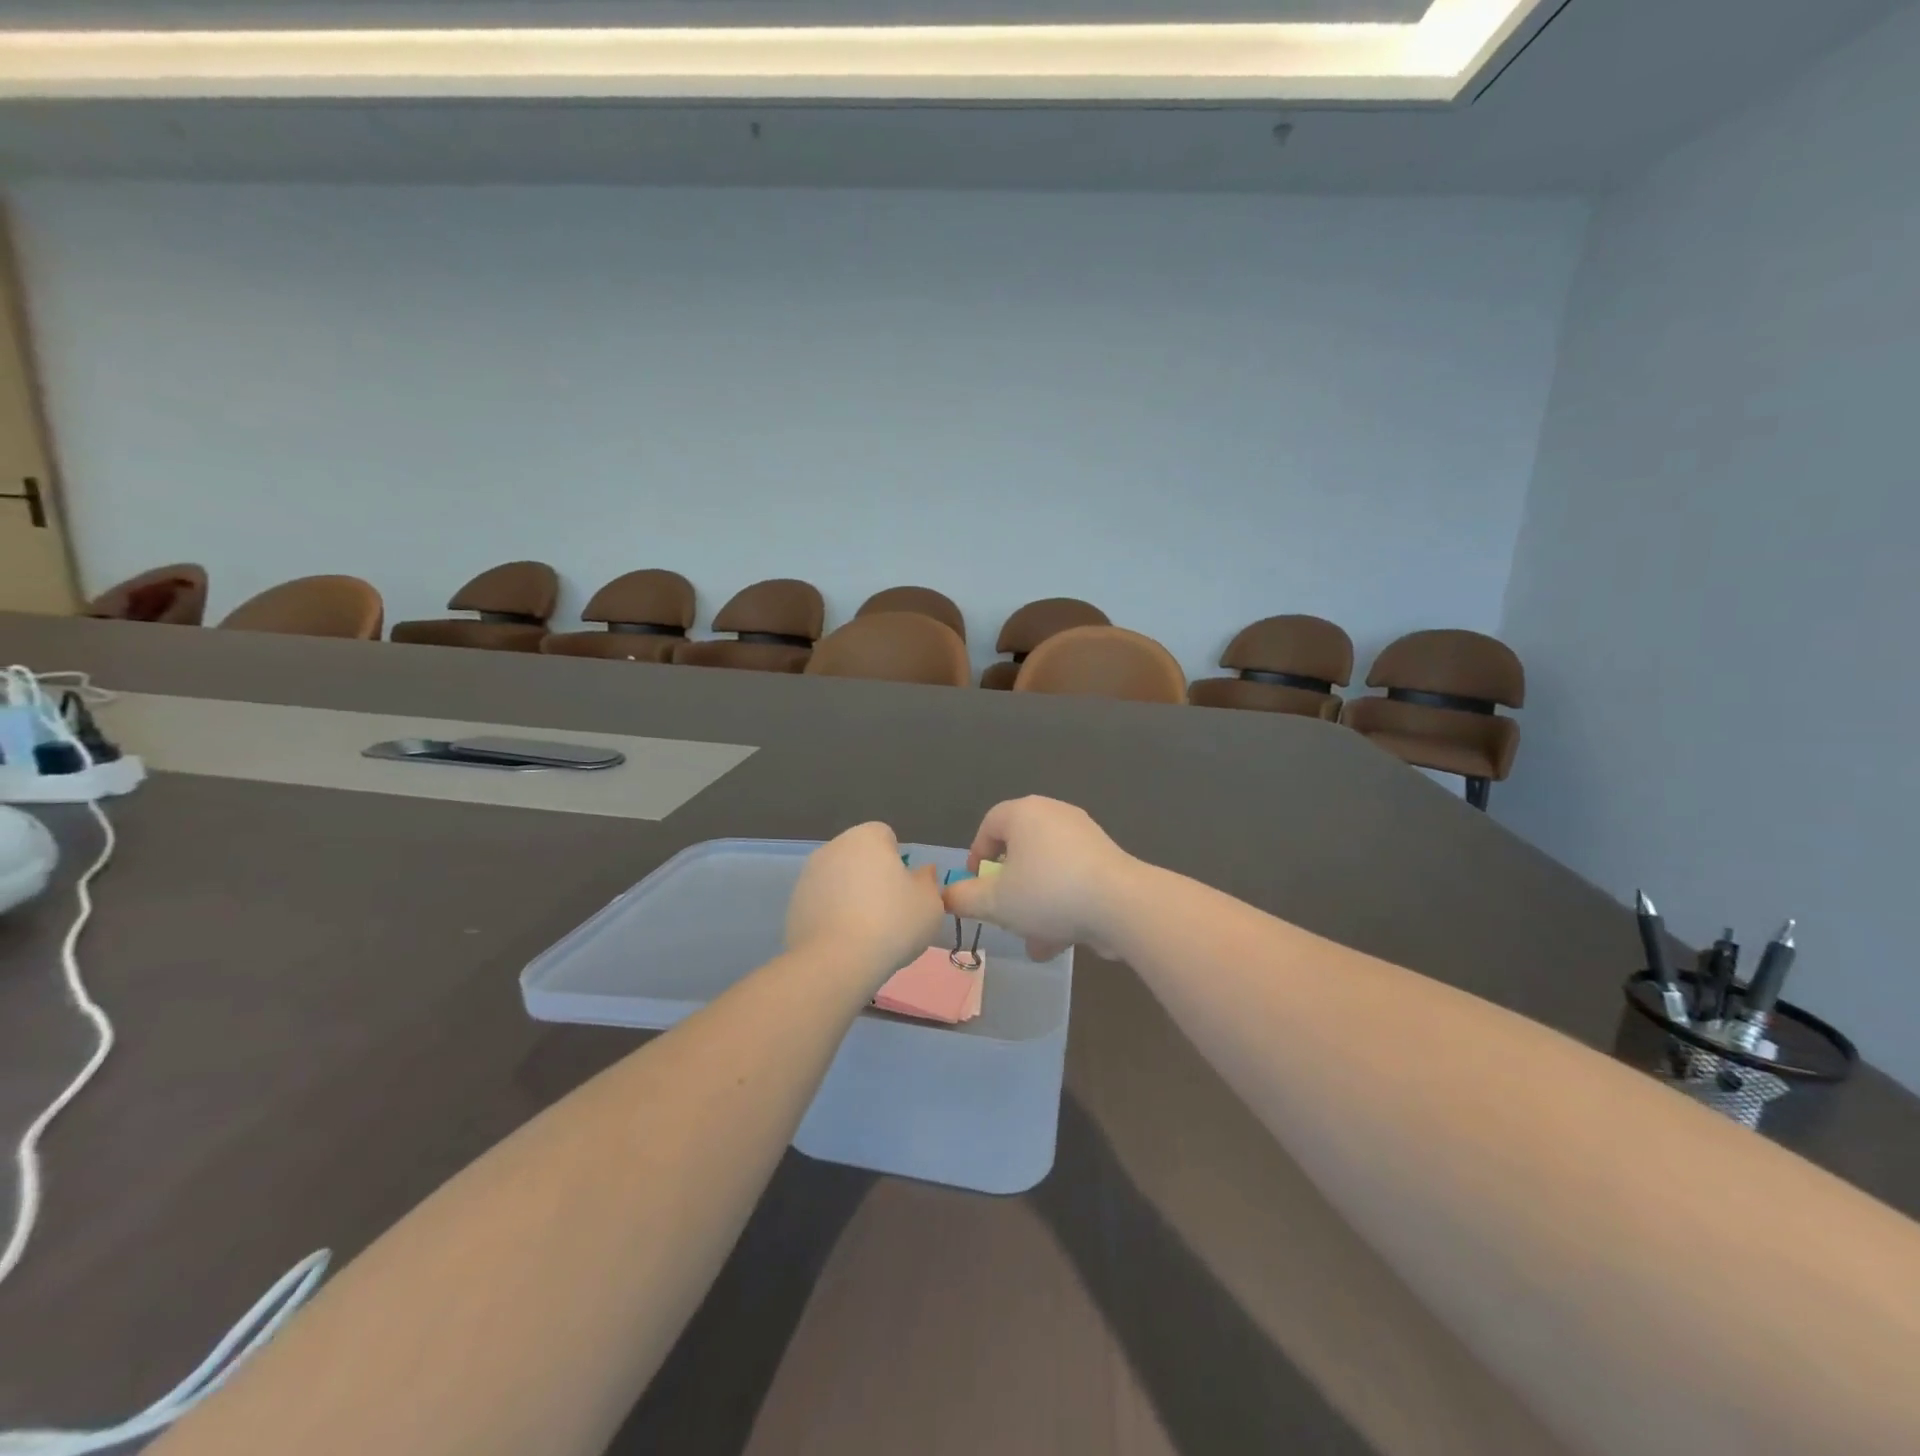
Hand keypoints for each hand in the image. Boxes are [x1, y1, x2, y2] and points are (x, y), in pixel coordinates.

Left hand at [786, 822, 944, 991]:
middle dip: (872, 876)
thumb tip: (923, 872)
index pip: (885, 836)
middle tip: (889, 910)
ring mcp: (808, 875)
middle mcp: (834, 847)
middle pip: (859, 856)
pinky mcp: (794, 903)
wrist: (836, 961)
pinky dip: (832, 915)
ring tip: (866, 931)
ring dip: (850, 895)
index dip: (897, 860)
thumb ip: (928, 882)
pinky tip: (843, 941)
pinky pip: (822, 903)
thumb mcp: (929, 904)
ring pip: (839, 879)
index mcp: (866, 837)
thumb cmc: (892, 923)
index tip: (904, 889)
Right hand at [941, 797, 1135, 961]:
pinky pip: (1072, 880)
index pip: (990, 824)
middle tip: (1003, 912)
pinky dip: (1061, 905)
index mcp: (1025, 813)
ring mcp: (1085, 837)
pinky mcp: (1107, 861)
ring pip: (1047, 872)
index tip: (975, 885)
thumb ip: (966, 898)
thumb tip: (947, 896)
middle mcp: (1055, 815)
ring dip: (1035, 906)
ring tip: (1031, 941)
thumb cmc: (1047, 892)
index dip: (977, 855)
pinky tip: (1057, 943)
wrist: (1120, 904)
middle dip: (1009, 889)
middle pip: (1020, 850)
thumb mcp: (996, 901)